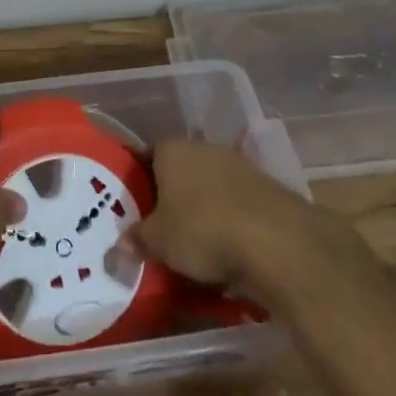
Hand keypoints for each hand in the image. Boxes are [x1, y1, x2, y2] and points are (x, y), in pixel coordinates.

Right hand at [131, 138, 368, 307]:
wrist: (275, 240)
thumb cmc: (201, 230)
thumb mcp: (158, 242)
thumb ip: (138, 239)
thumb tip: (121, 243)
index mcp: (172, 149)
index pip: (148, 154)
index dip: (140, 178)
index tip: (135, 204)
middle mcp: (204, 148)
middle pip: (181, 168)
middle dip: (173, 194)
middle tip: (163, 226)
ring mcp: (238, 164)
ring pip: (210, 185)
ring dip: (204, 207)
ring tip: (195, 242)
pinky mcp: (265, 187)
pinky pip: (236, 202)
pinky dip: (230, 219)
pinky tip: (227, 247)